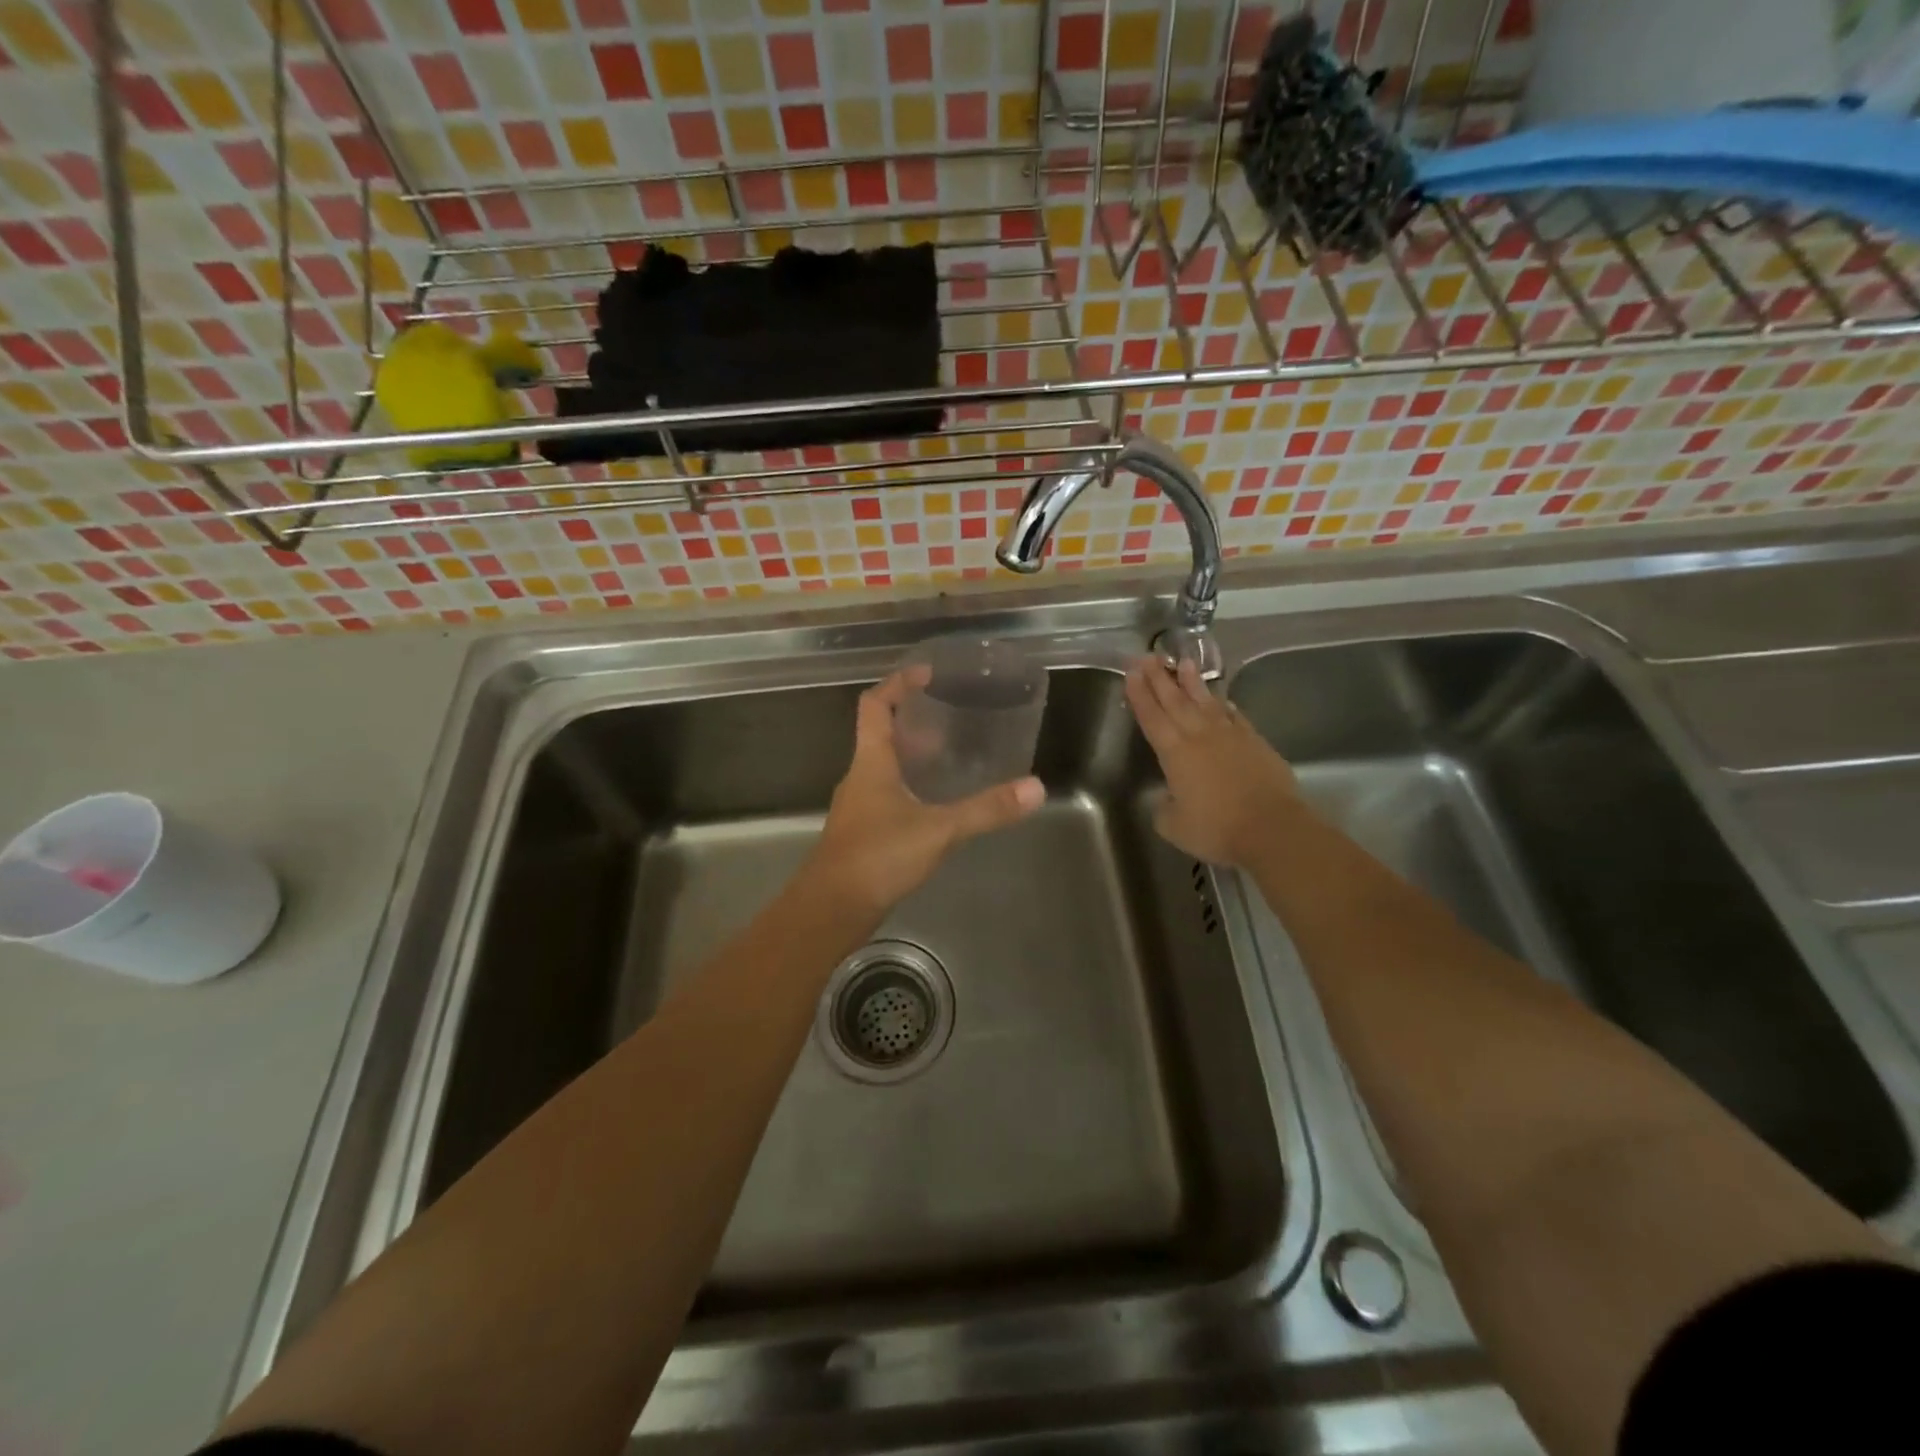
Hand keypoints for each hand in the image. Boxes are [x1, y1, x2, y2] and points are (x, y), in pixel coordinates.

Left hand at [803, 668, 1044, 916]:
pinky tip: (936, 804)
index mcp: (871, 761)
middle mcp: (860, 777)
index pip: (875, 705)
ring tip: (950, 756)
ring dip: (912, 755)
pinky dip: (910, 786)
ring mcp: (859, 806)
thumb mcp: (939, 829)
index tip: (927, 674)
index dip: (898, 683)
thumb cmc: (878, 856)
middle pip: (880, 733)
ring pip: (884, 766)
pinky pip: (887, 794)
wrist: (831, 909)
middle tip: (950, 717)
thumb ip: (986, 809)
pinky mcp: (863, 832)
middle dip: (913, 720)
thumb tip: (1034, 788)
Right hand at [1124, 656, 1301, 867]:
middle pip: (1175, 701)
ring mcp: (1230, 736)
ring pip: (1206, 702)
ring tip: (1183, 662)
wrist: (1272, 828)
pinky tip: (1221, 699)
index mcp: (1175, 752)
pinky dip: (1224, 706)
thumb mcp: (1174, 825)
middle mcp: (1200, 736)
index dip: (1139, 694)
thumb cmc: (1216, 828)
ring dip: (1192, 682)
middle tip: (1147, 656)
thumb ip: (1165, 807)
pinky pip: (1235, 716)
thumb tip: (1169, 797)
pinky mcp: (1255, 743)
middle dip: (1159, 678)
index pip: (1151, 717)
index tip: (1131, 672)